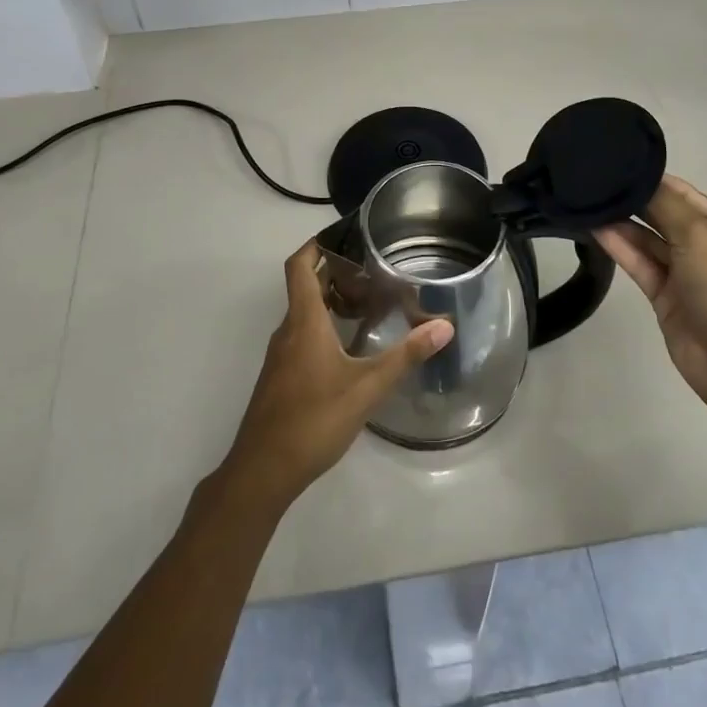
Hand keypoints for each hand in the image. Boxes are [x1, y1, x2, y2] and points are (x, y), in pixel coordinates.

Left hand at [219, 240, 452, 513]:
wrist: (262, 472)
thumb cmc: (313, 420)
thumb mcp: (367, 388)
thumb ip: (405, 356)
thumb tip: (444, 326)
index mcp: (303, 321)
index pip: (299, 266)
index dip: (315, 244)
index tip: (342, 234)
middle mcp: (288, 330)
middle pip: (304, 286)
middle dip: (333, 271)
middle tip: (370, 266)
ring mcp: (281, 355)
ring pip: (303, 312)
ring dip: (329, 299)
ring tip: (367, 300)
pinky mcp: (280, 377)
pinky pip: (301, 335)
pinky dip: (322, 325)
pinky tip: (349, 345)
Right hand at [593, 175, 706, 413]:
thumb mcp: (699, 235)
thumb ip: (665, 204)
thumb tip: (636, 179)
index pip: (684, 193)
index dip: (652, 179)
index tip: (615, 164)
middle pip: (665, 215)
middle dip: (634, 200)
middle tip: (594, 181)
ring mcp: (686, 273)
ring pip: (648, 240)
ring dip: (622, 223)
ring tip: (588, 202)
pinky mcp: (665, 296)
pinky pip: (640, 263)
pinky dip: (620, 246)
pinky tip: (595, 229)